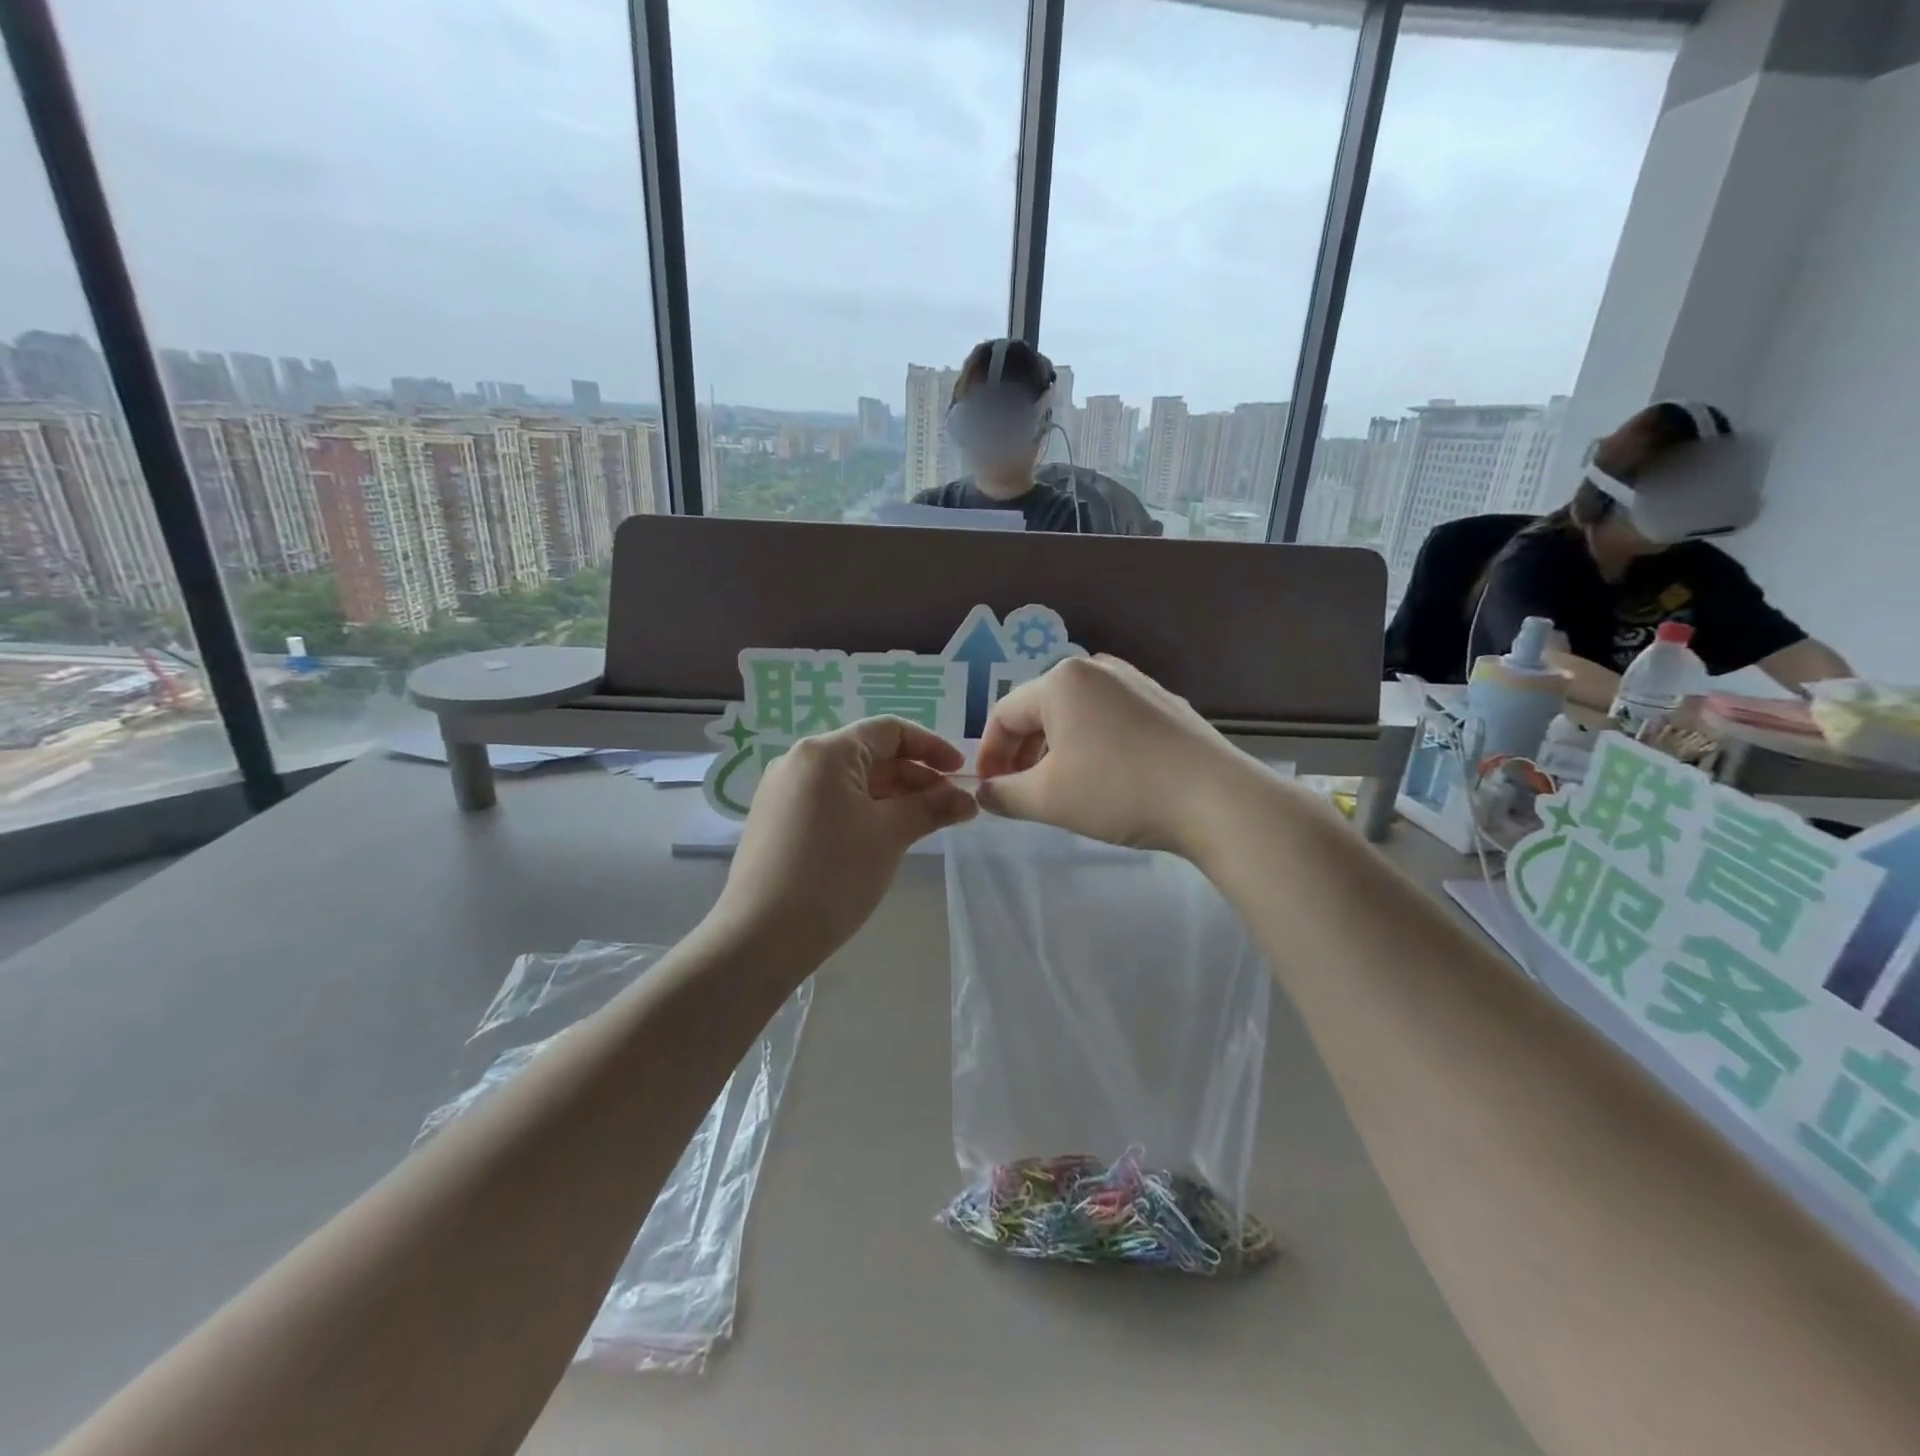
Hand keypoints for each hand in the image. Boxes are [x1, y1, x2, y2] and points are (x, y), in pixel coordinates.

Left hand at [708, 716, 977, 965]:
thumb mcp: (891, 835)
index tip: (960, 773)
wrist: (761, 936)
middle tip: (950, 807)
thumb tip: (968, 799)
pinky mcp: (777, 821)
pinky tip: (885, 837)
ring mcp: (783, 792)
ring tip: (925, 824)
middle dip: (914, 778)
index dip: (930, 747)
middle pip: (870, 755)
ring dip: (892, 797)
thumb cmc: (834, 875)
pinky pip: (831, 802)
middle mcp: (799, 761)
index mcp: (826, 752)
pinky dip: (864, 811)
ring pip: (851, 781)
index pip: (888, 731)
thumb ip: (932, 808)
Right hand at [974, 655, 1257, 856]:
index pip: (1004, 715)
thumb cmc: (1119, 791)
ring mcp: (1135, 682)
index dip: (989, 755)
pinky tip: (1105, 777)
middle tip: (1020, 792)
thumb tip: (984, 793)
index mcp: (1061, 680)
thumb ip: (1005, 794)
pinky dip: (1092, 744)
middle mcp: (1096, 668)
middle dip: (1023, 752)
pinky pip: (1110, 719)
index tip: (989, 791)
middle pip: (1040, 710)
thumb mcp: (1049, 799)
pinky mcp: (1163, 703)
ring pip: (1076, 714)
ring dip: (1056, 750)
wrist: (1215, 799)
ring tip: (1059, 788)